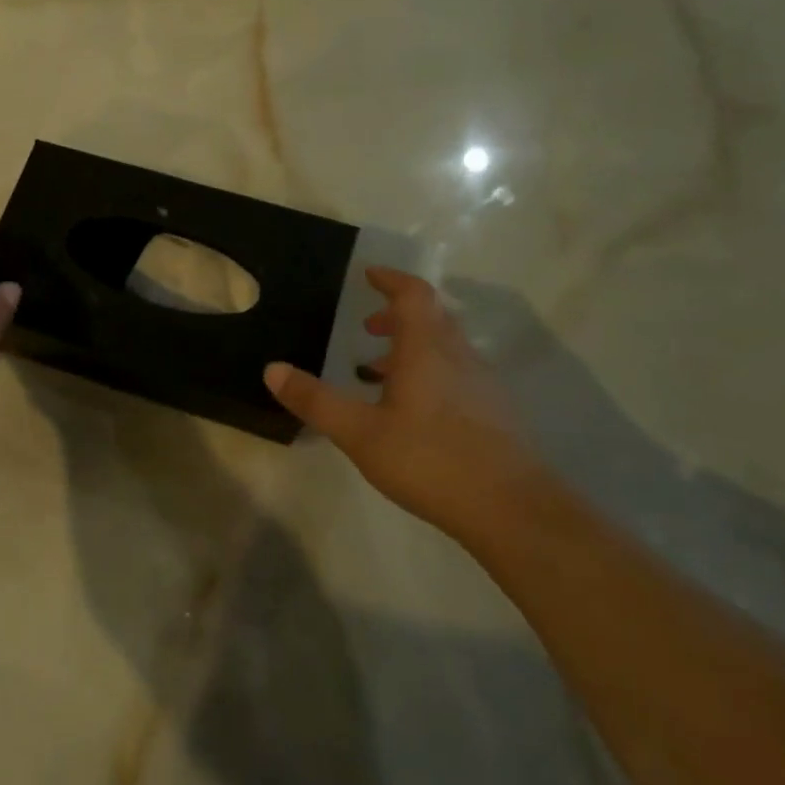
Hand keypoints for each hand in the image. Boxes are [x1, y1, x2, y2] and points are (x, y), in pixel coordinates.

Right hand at [264, 267, 550, 535]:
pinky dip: (430, 372)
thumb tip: (272, 369)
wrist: (512, 509)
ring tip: (379, 372)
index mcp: (427, 350)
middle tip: (367, 327)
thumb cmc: (429, 460)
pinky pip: (457, 373)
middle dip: (398, 315)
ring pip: (446, 348)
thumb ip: (315, 400)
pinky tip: (412, 411)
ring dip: (413, 346)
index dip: (391, 279)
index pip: (413, 295)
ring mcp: (482, 385)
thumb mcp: (359, 433)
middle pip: (433, 317)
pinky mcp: (494, 412)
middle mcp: (459, 357)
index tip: (369, 275)